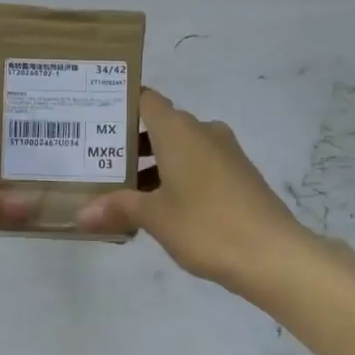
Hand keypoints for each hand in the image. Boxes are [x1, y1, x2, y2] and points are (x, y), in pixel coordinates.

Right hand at [77, 87, 305, 293]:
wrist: (273, 254)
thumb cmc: (206, 225)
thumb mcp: (155, 217)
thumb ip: (118, 208)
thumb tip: (82, 214)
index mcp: (179, 130)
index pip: (145, 100)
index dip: (121, 105)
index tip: (95, 120)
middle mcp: (203, 132)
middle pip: (160, 126)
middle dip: (131, 145)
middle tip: (98, 165)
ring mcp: (225, 154)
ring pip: (180, 149)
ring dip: (153, 167)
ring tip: (123, 195)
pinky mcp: (239, 176)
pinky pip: (199, 167)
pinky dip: (177, 179)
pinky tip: (160, 209)